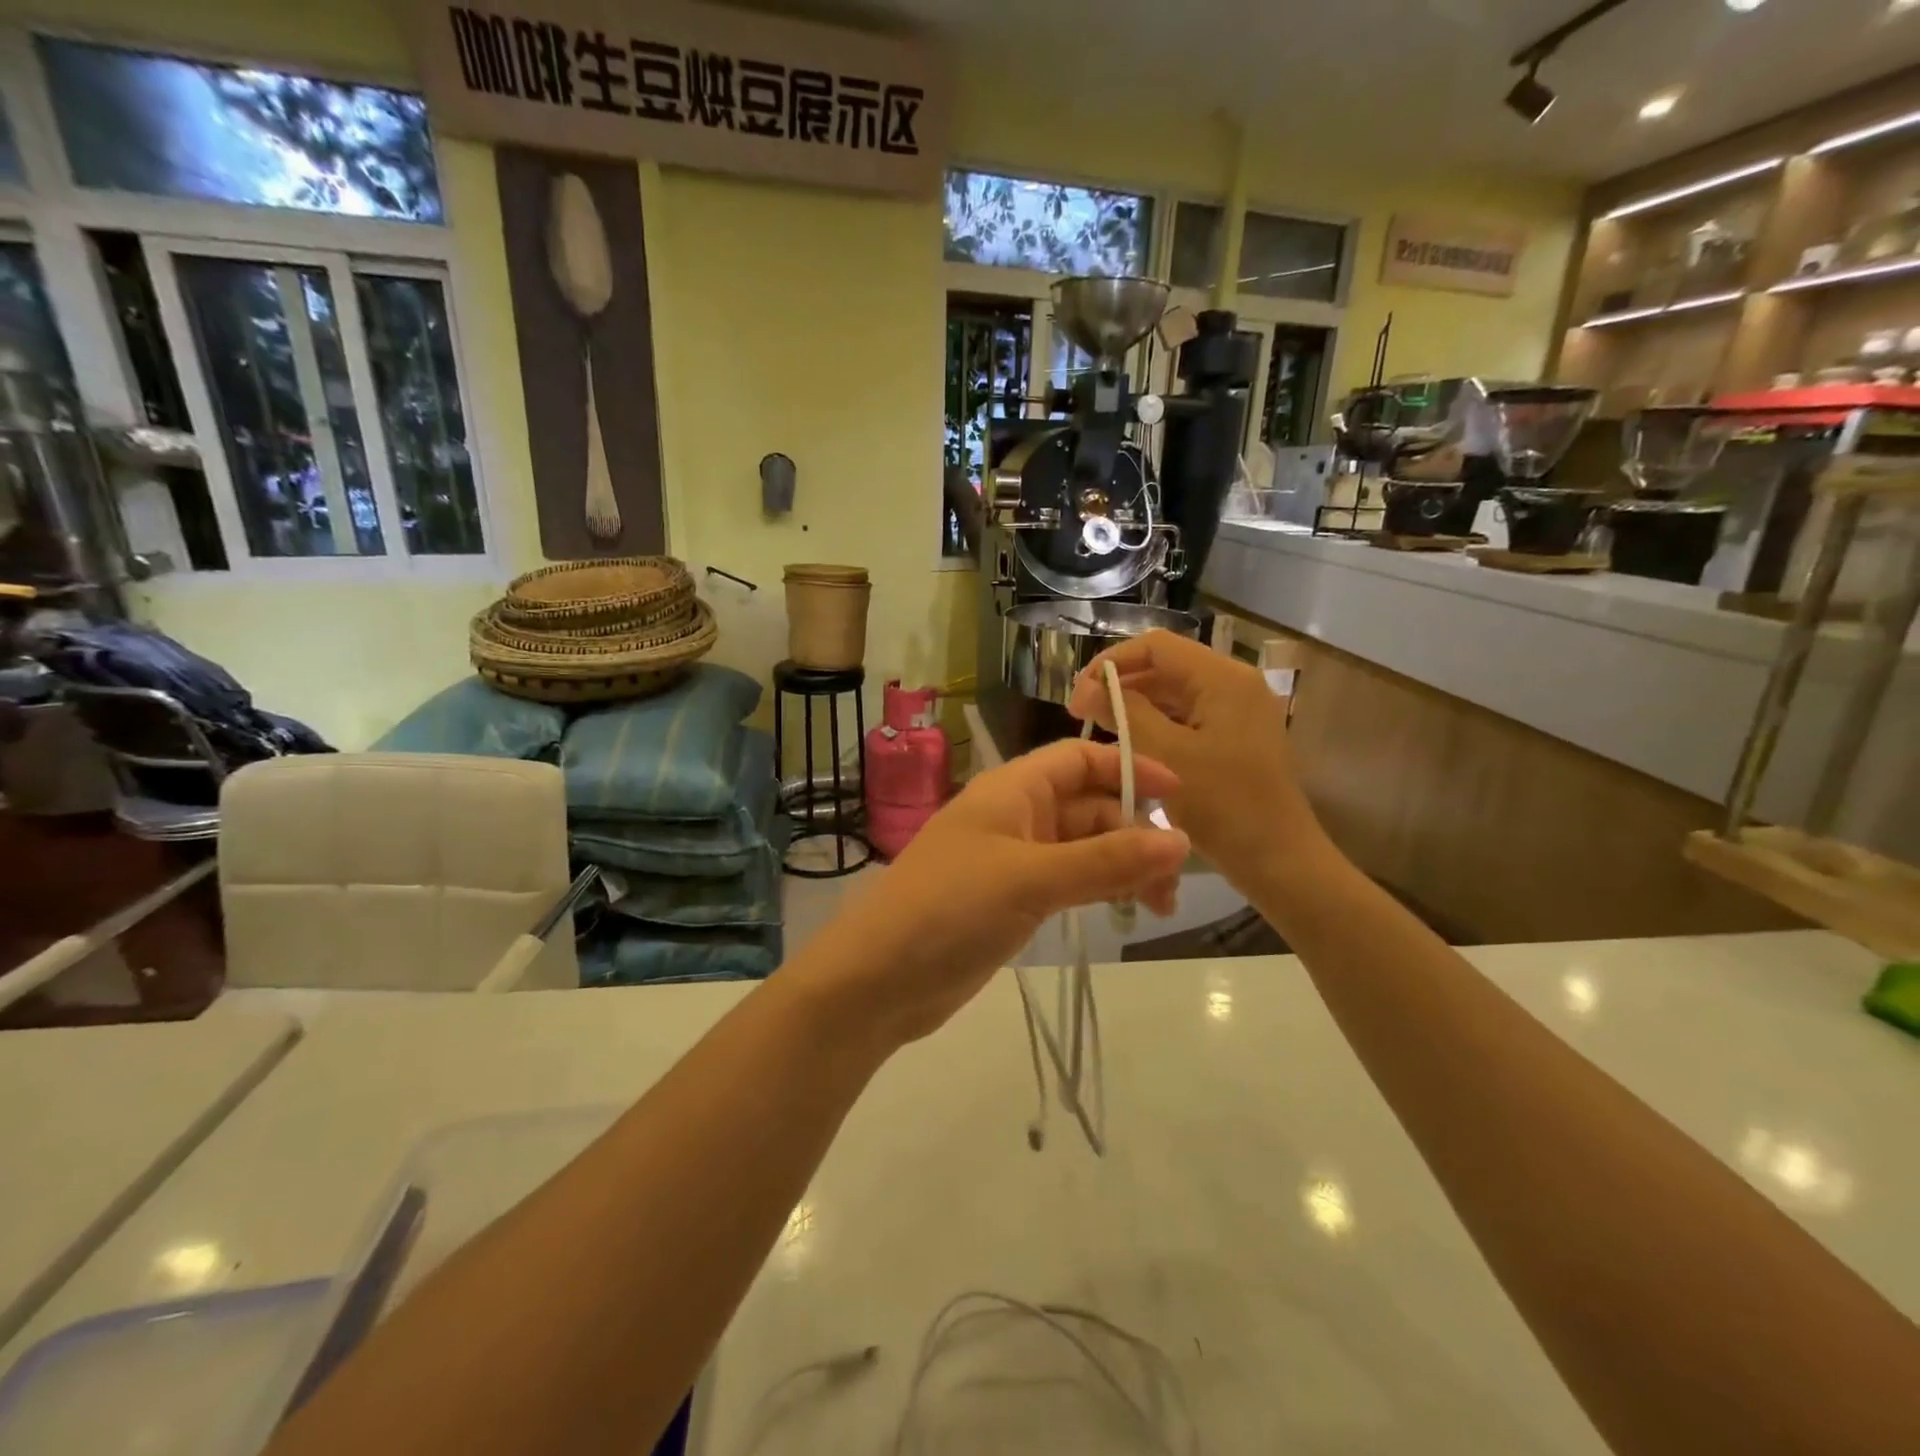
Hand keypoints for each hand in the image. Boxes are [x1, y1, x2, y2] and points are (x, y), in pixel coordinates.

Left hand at [805, 740, 1189, 1046]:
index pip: (1079, 759)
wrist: (878, 979)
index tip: (1179, 796)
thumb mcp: (1030, 879)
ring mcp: (1012, 861)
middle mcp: (1014, 816)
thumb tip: (1180, 840)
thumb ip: (1105, 860)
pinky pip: (1068, 882)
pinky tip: (1123, 911)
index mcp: (1011, 790)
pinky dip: (1098, 890)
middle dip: (1133, 833)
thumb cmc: (949, 909)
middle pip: (1088, 806)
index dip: (1128, 769)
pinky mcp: (1011, 901)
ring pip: (1082, 849)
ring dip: (1122, 867)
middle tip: (1172, 883)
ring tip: (1159, 907)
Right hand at [1068, 630, 1326, 891]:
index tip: (1078, 694)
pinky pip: (1188, 717)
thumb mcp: (1164, 754)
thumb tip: (1087, 687)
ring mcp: (1239, 711)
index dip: (1110, 662)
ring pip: (1175, 693)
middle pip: (1166, 666)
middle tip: (1082, 715)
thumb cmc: (1221, 805)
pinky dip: (1157, 725)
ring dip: (1136, 706)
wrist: (1278, 860)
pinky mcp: (1237, 736)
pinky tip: (1132, 747)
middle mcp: (1234, 684)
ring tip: (1101, 730)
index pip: (1155, 645)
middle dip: (1121, 685)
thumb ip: (1123, 711)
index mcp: (1222, 678)